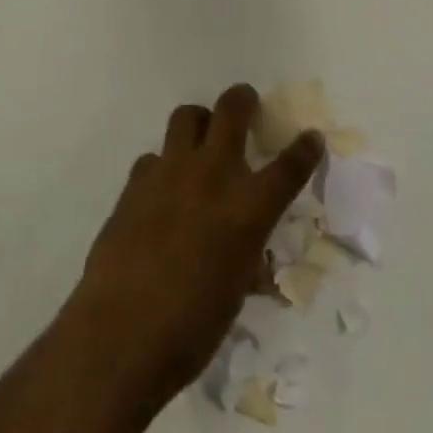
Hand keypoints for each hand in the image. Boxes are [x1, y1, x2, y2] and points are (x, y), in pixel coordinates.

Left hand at [62, 85, 324, 405]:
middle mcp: (212, 176)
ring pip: (187, 116)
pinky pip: (154, 156)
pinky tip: (161, 191)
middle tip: (246, 104)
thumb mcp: (235, 291)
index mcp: (249, 209)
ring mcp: (169, 172)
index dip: (305, 149)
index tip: (311, 138)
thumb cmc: (192, 328)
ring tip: (201, 140)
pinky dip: (164, 165)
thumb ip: (244, 257)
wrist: (121, 332)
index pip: (289, 166)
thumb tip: (245, 251)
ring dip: (200, 122)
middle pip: (232, 111)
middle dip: (243, 100)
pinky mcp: (135, 182)